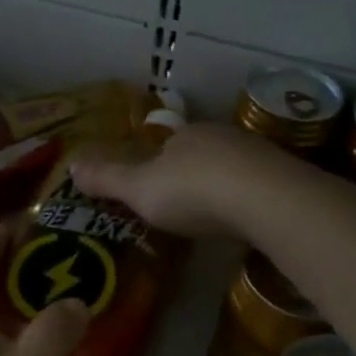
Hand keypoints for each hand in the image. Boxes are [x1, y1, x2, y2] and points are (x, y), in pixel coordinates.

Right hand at [69, 122, 284, 238]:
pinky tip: (248, 221)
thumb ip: (107, 179)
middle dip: (194, 176)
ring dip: (224, 188)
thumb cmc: (192, 191)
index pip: (168, 145)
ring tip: (217, 218)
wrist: (265, 199)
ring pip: (233, 168)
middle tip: (186, 208)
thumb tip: (70, 165)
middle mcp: (221, 136)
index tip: (155, 191)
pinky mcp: (285, 176)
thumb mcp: (139, 189)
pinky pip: (260, 186)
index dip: (159, 166)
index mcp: (185, 135)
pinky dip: (250, 200)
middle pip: (201, 155)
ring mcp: (257, 154)